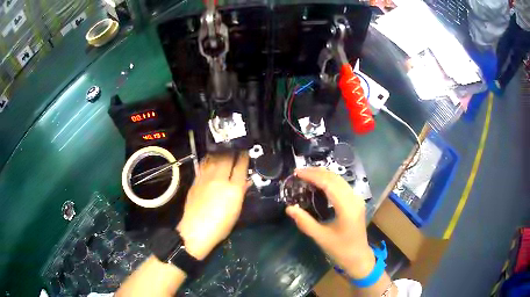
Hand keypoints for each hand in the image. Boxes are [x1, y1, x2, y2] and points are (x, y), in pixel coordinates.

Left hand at [177, 153, 248, 259]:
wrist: (196, 230)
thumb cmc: (220, 226)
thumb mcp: (236, 212)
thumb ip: (240, 194)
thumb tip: (245, 182)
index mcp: (233, 189)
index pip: (241, 167)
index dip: (244, 158)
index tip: (246, 152)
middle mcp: (220, 180)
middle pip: (227, 159)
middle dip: (233, 151)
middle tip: (236, 147)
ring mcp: (206, 178)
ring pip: (215, 159)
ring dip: (221, 152)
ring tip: (225, 148)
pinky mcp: (196, 180)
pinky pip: (204, 164)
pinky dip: (209, 159)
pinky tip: (211, 157)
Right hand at [285, 167, 374, 278]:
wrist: (358, 257)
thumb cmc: (340, 249)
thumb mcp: (321, 237)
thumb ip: (305, 222)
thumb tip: (289, 208)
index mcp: (347, 208)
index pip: (329, 184)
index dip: (313, 176)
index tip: (297, 173)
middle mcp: (354, 199)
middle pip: (335, 178)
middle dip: (317, 172)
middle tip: (299, 172)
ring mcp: (357, 199)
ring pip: (340, 180)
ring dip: (323, 175)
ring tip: (306, 175)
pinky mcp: (356, 202)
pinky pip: (342, 185)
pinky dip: (329, 181)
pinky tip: (319, 183)